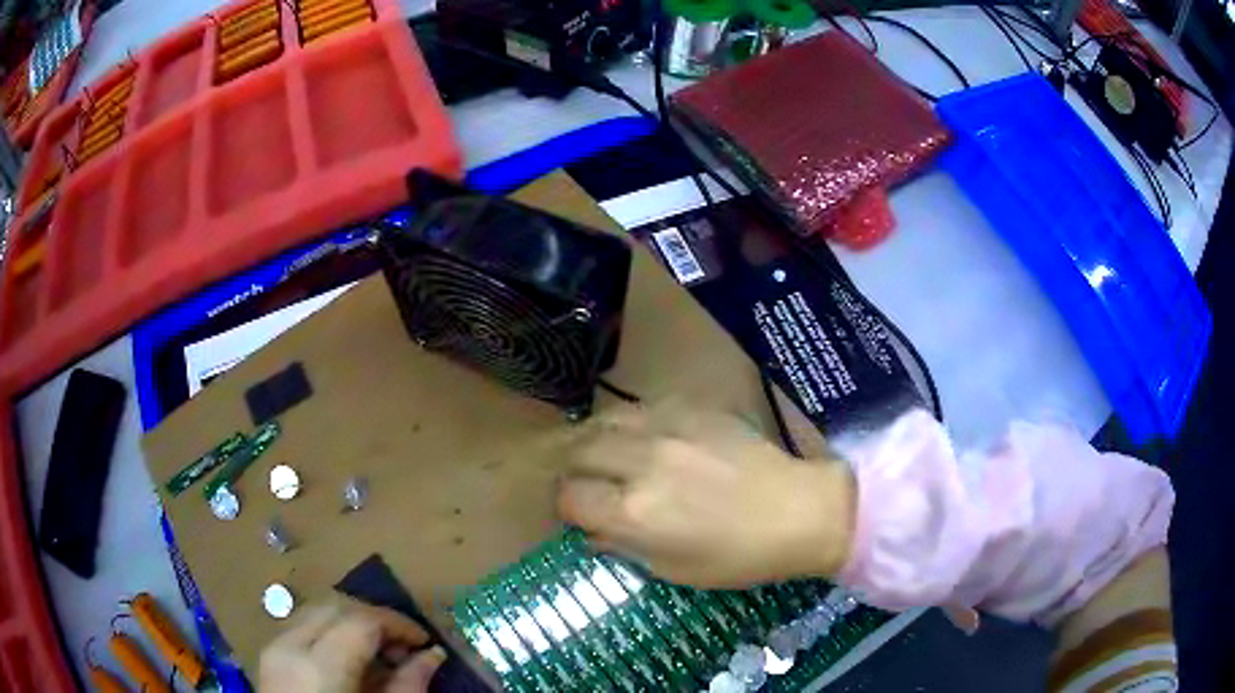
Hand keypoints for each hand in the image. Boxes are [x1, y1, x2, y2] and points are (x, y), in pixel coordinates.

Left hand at [259, 599, 445, 692]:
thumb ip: (408, 686)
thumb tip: (433, 655)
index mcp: (319, 667)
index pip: (361, 621)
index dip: (398, 624)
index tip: (425, 641)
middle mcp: (289, 646)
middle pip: (336, 607)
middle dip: (375, 619)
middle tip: (405, 647)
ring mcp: (274, 648)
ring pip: (317, 612)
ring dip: (352, 623)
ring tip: (380, 654)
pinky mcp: (269, 655)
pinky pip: (303, 627)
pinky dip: (330, 633)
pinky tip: (350, 659)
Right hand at [557, 404, 854, 587]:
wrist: (798, 510)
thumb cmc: (738, 556)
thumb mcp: (674, 569)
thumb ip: (623, 547)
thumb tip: (591, 531)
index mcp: (634, 512)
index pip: (569, 498)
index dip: (568, 508)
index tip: (581, 514)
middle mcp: (641, 463)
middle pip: (578, 451)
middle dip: (574, 470)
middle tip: (588, 482)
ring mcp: (667, 428)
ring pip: (604, 419)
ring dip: (594, 439)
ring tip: (605, 453)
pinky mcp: (691, 407)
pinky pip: (641, 406)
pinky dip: (629, 423)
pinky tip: (643, 437)